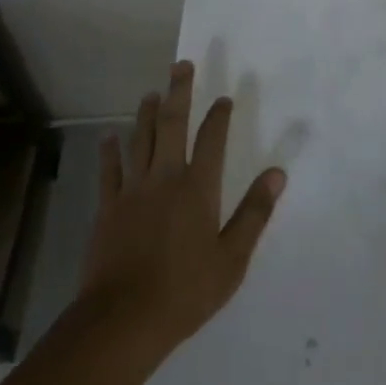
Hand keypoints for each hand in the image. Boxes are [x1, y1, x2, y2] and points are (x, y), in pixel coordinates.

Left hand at [75, 61, 285, 368]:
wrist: (124, 318)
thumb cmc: (185, 292)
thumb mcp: (232, 259)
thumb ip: (254, 213)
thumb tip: (277, 173)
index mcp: (197, 189)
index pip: (211, 140)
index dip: (218, 116)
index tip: (224, 98)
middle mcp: (165, 178)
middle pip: (172, 125)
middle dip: (179, 92)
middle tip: (182, 65)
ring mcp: (133, 190)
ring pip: (140, 139)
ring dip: (146, 113)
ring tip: (152, 93)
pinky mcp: (108, 207)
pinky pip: (109, 170)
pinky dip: (109, 151)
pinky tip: (108, 137)